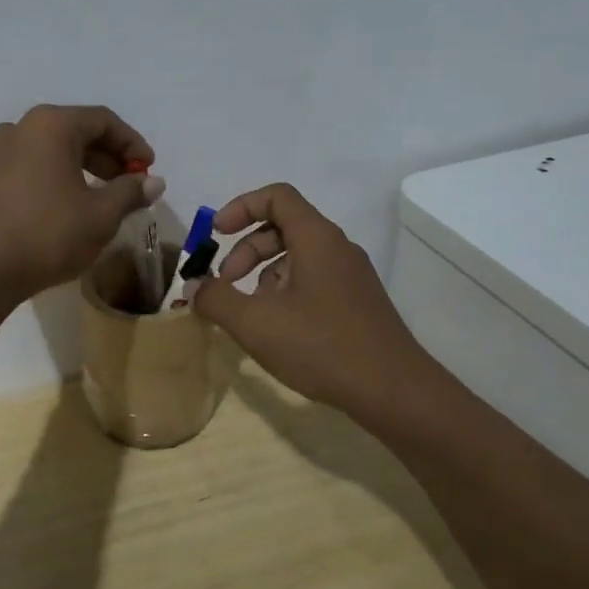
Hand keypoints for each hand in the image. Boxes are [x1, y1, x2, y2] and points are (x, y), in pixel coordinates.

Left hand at [0, 105, 164, 302]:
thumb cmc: (48, 234)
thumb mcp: (101, 215)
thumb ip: (130, 193)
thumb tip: (154, 182)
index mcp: (51, 125)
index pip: (103, 120)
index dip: (132, 144)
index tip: (149, 171)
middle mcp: (21, 128)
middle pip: (75, 131)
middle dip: (108, 157)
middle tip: (129, 185)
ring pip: (51, 149)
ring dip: (82, 168)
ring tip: (102, 198)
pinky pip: (31, 165)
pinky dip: (56, 177)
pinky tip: (67, 205)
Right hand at [191, 183, 427, 419]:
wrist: (393, 391)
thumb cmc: (321, 346)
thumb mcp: (255, 323)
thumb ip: (216, 299)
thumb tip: (194, 288)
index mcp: (316, 238)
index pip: (276, 196)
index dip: (240, 207)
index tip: (216, 234)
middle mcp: (337, 248)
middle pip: (283, 227)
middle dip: (246, 249)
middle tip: (226, 283)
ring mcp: (351, 275)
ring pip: (297, 256)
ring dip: (263, 273)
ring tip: (249, 311)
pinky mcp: (356, 302)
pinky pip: (313, 279)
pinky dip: (285, 290)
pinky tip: (277, 328)